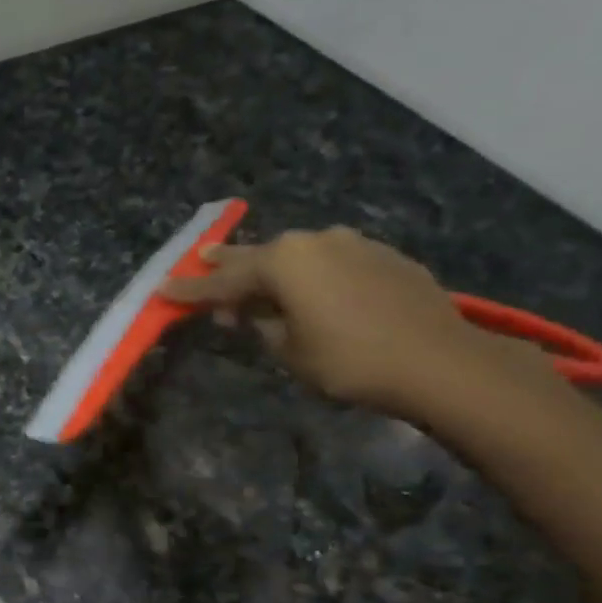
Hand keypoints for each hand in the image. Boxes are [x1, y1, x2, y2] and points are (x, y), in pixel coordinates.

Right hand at [158, 226, 554, 417]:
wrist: (438, 361)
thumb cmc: (348, 360)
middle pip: (260, 255)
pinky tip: (312, 292)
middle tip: (202, 258)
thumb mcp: (288, 350)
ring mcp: (354, 244)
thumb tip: (249, 313)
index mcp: (284, 262)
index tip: (163, 289)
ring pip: (299, 256)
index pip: (223, 281)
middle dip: (228, 262)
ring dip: (274, 270)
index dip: (191, 290)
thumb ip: (261, 325)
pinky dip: (312, 275)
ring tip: (258, 282)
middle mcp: (315, 241)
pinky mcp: (384, 257)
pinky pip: (332, 263)